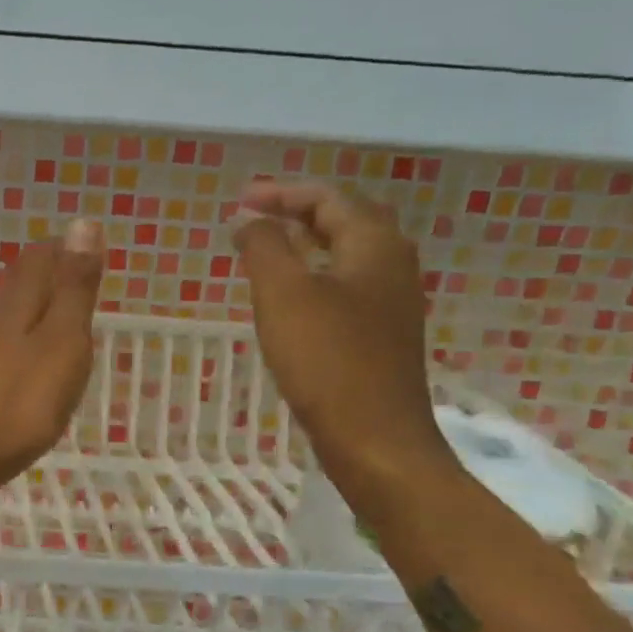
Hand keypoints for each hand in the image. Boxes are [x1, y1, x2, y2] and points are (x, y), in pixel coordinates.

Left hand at [0, 220, 104, 496]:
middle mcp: (0, 320)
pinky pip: (17, 342)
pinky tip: (47, 355)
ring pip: (19, 311)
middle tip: (88, 273)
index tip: (94, 248)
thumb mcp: (62, 339)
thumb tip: (82, 223)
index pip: (40, 256)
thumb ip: (73, 286)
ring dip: (46, 302)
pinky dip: (38, 334)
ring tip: (75, 309)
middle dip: (55, 270)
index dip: (65, 247)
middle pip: (25, 280)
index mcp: (20, 303)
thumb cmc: (24, 400)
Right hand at [232, 182, 459, 515]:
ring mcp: (391, 302)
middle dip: (298, 211)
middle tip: (254, 216)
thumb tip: (249, 220)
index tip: (240, 200)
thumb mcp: (284, 295)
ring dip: (307, 243)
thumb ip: (264, 247)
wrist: (375, 438)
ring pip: (347, 253)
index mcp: (375, 244)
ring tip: (266, 249)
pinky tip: (290, 297)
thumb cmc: (327, 360)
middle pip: (345, 219)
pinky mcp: (382, 334)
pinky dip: (315, 274)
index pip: (329, 197)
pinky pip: (347, 284)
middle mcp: (392, 264)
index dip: (282, 193)